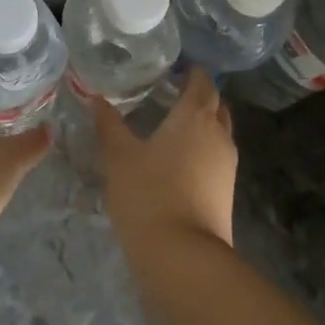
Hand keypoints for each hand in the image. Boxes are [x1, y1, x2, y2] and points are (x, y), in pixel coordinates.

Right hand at [92, 69, 237, 255]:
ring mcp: (227, 165)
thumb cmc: (149, 195)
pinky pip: (217, 156)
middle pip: (216, 105)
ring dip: (202, 124)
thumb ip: (109, 125)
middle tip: (170, 94)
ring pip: (219, 132)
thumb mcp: (119, 157)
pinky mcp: (227, 191)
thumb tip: (97, 99)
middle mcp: (219, 135)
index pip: (202, 82)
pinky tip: (178, 160)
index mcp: (196, 117)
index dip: (191, 72)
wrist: (182, 256)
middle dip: (199, 96)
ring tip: (171, 126)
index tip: (173, 69)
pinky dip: (202, 148)